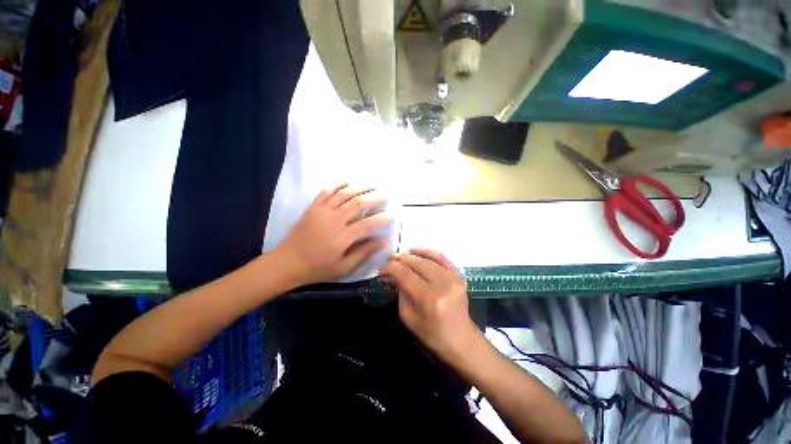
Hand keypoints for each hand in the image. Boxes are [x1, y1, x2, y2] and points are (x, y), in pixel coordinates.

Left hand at [278, 185, 390, 285]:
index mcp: (342, 237)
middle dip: (375, 198)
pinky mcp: (313, 207)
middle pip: (358, 203)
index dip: (381, 219)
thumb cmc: (317, 268)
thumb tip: (382, 241)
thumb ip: (363, 253)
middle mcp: (334, 220)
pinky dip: (339, 185)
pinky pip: (327, 191)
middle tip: (386, 196)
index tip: (392, 215)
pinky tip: (348, 183)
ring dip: (360, 187)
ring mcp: (322, 211)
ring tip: (372, 185)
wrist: (287, 262)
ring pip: (344, 193)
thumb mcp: (343, 268)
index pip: (368, 224)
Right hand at [381, 249, 479, 360]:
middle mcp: (443, 284)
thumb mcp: (409, 317)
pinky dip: (428, 252)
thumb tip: (393, 274)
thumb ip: (400, 292)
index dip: (391, 268)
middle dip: (401, 259)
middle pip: (417, 263)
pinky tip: (416, 251)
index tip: (382, 269)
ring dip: (412, 255)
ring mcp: (453, 278)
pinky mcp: (459, 275)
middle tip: (389, 259)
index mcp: (429, 299)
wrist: (461, 339)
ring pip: (428, 259)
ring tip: (400, 255)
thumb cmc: (432, 334)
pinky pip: (442, 258)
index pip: (406, 275)